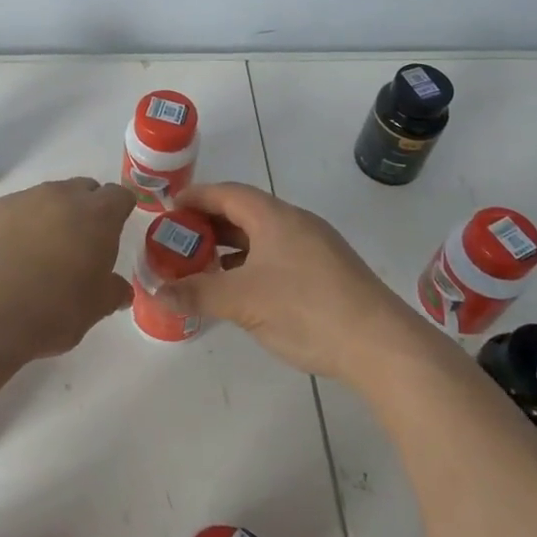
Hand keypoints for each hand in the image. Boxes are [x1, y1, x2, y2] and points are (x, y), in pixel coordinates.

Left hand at [0, 177, 136, 366]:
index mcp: (96, 215)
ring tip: (40, 254)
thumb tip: (120, 289)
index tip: (115, 232)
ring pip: (46, 198)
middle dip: (86, 210)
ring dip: (50, 217)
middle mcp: (60, 196)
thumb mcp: (93, 310)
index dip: (120, 211)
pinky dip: (18, 227)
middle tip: (80, 244)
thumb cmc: (50, 311)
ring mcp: (21, 200)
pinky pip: (14, 211)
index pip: (119, 196)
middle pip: (83, 190)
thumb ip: (112, 292)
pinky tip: (8, 257)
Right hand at [158, 182, 419, 383]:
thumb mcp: (242, 301)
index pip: (226, 193)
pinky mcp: (327, 273)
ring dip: (230, 248)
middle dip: (208, 225)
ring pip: (262, 237)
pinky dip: (252, 265)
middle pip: (243, 212)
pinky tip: (242, 291)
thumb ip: (197, 293)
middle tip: (178, 242)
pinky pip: (278, 256)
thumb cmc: (305, 309)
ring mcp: (315, 247)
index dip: (195, 197)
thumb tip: (156, 291)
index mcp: (273, 217)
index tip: (168, 208)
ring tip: (203, 267)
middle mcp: (295, 223)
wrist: (380, 344)